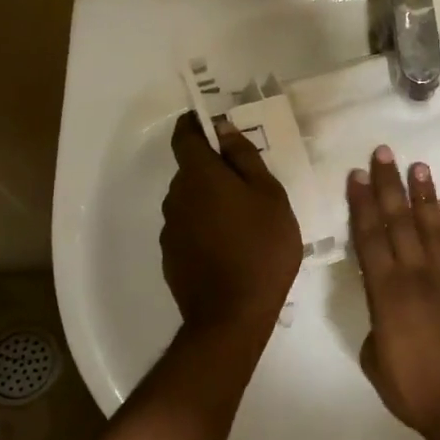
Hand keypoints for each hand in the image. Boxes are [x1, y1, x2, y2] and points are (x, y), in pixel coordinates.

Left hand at [160, 114, 301, 334]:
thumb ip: (244, 158)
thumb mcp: (269, 196)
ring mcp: (170, 229)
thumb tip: (223, 130)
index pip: (184, 136)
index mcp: (199, 176)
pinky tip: (230, 246)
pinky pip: (188, 228)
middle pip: (190, 170)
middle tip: (248, 183)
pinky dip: (205, 227)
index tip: (213, 124)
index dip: (196, 125)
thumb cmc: (261, 247)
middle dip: (213, 169)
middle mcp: (176, 197)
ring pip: (190, 201)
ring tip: (244, 220)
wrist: (232, 315)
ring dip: (210, 200)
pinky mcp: (171, 256)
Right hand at [347, 146, 439, 439]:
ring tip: (415, 166)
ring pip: (431, 225)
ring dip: (422, 194)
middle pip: (399, 221)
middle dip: (388, 186)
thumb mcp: (376, 361)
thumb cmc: (416, 391)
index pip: (370, 238)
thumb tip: (385, 310)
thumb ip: (376, 325)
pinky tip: (439, 205)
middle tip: (383, 153)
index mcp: (386, 294)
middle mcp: (416, 275)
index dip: (361, 205)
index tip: (356, 176)